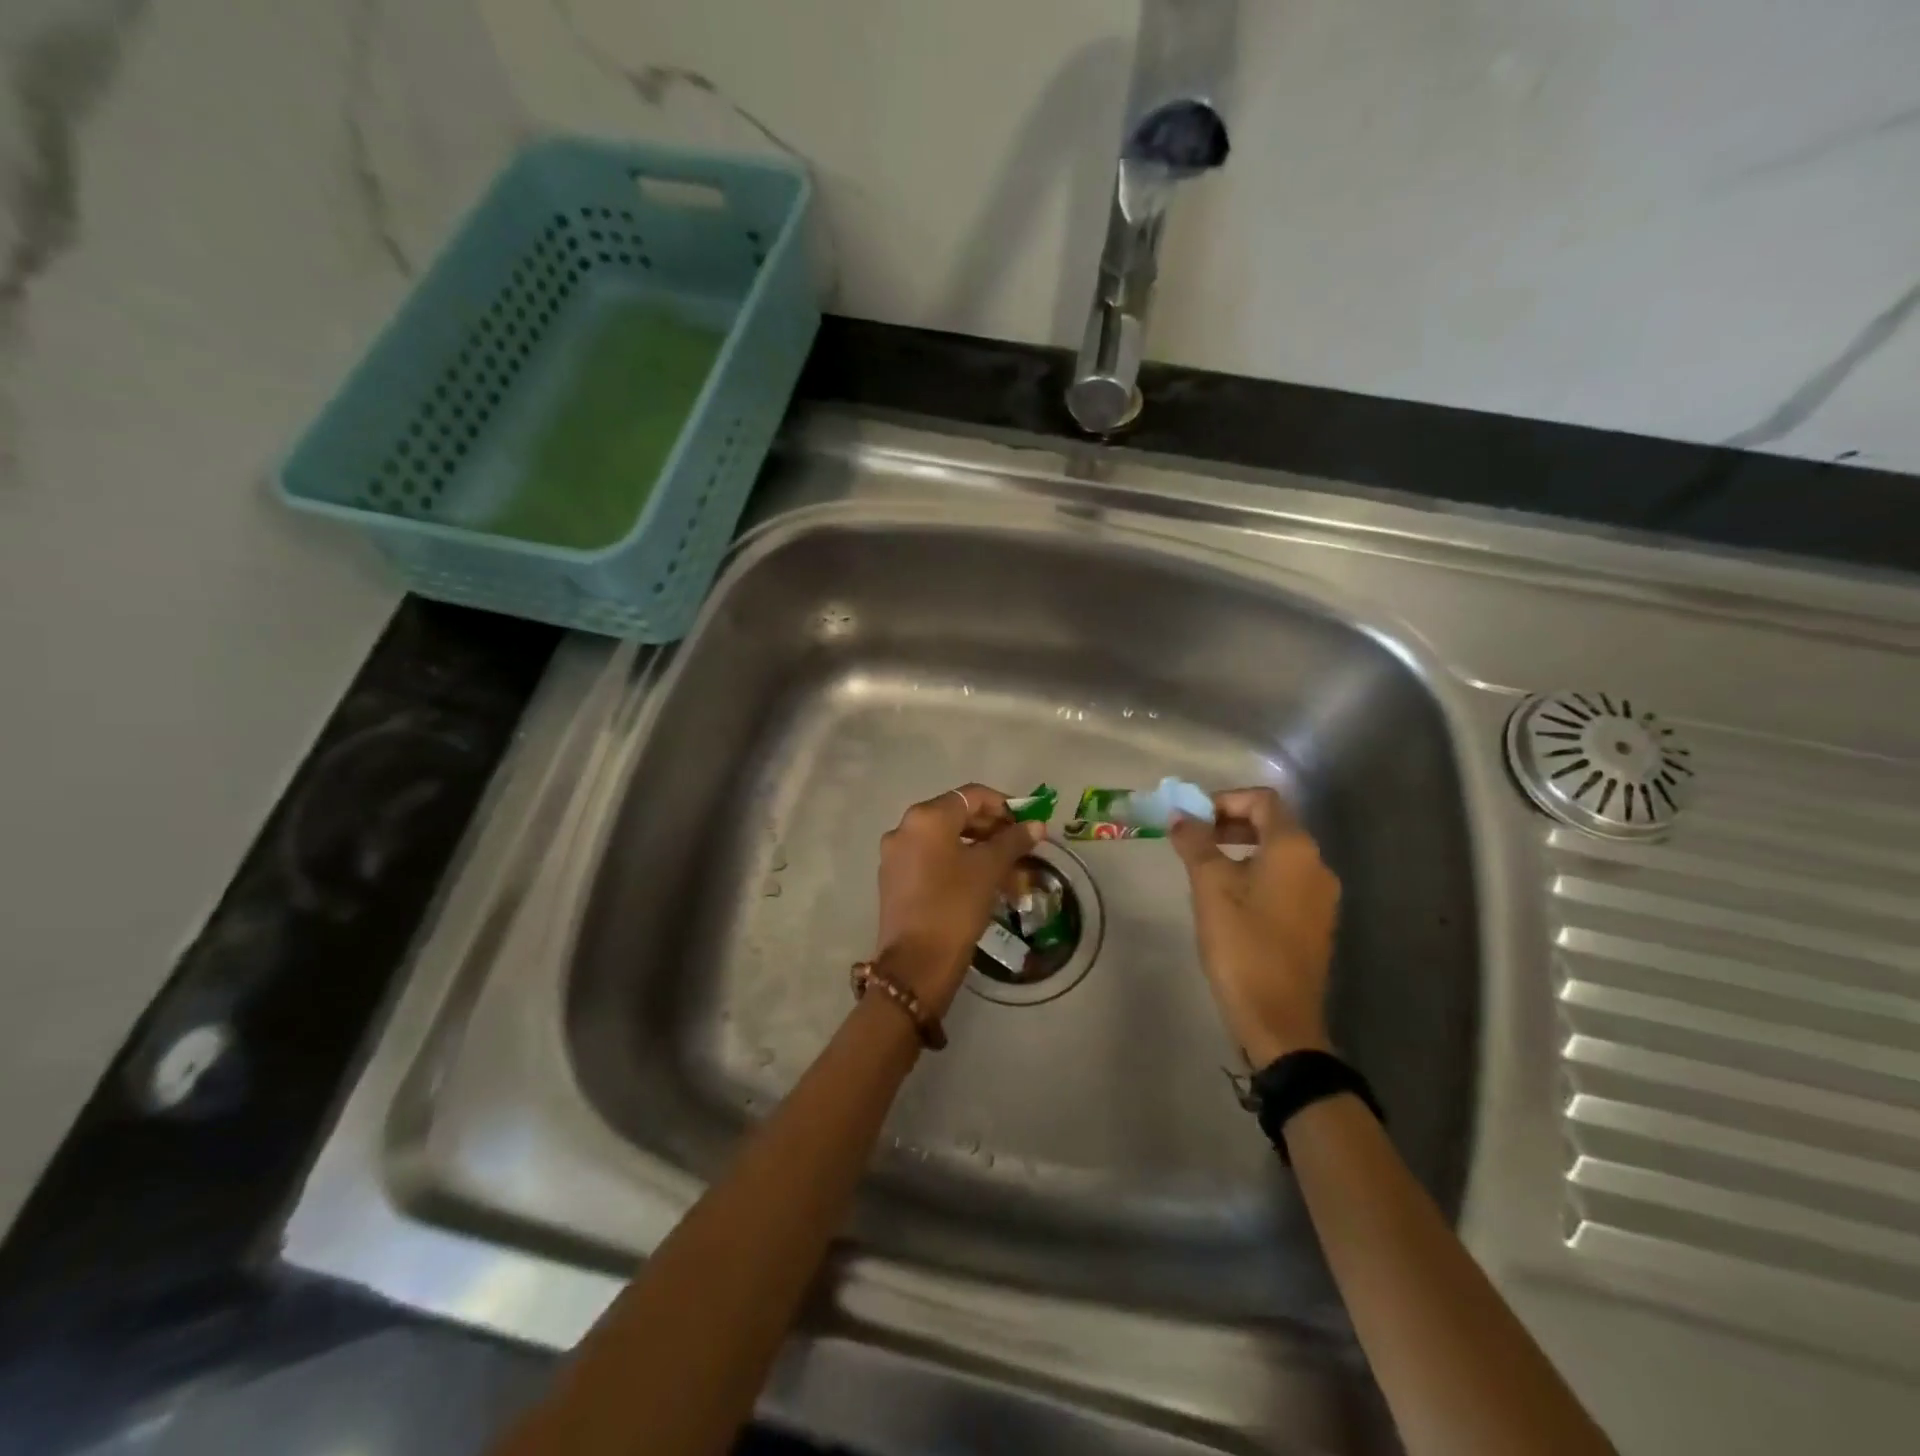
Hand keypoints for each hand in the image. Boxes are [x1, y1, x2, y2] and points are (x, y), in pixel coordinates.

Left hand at [874, 784, 1045, 1016]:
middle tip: (1023, 849)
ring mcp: (896, 855)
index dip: (1005, 805)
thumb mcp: (989, 870)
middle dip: (994, 831)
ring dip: (981, 851)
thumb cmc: (955, 906)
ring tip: (1011, 873)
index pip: (972, 796)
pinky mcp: (895, 879)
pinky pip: (933, 860)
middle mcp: (905, 828)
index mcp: (927, 818)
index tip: (1029, 823)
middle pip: (958, 816)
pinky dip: (960, 865)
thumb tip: (1036, 825)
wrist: (916, 964)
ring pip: (947, 842)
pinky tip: (984, 885)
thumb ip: (1013, 841)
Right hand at [1168, 787, 1339, 1067]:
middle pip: (1274, 824)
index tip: (1192, 819)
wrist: (1279, 1019)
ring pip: (1279, 854)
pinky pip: (1286, 880)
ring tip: (1205, 868)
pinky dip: (1257, 874)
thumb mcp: (1210, 888)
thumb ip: (1195, 843)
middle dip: (1231, 823)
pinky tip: (1230, 898)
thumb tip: (1180, 815)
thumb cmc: (1242, 945)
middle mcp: (1317, 864)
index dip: (1225, 800)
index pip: (1263, 799)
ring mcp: (1321, 896)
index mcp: (1295, 848)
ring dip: (1242, 849)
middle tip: (1194, 839)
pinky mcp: (1316, 922)